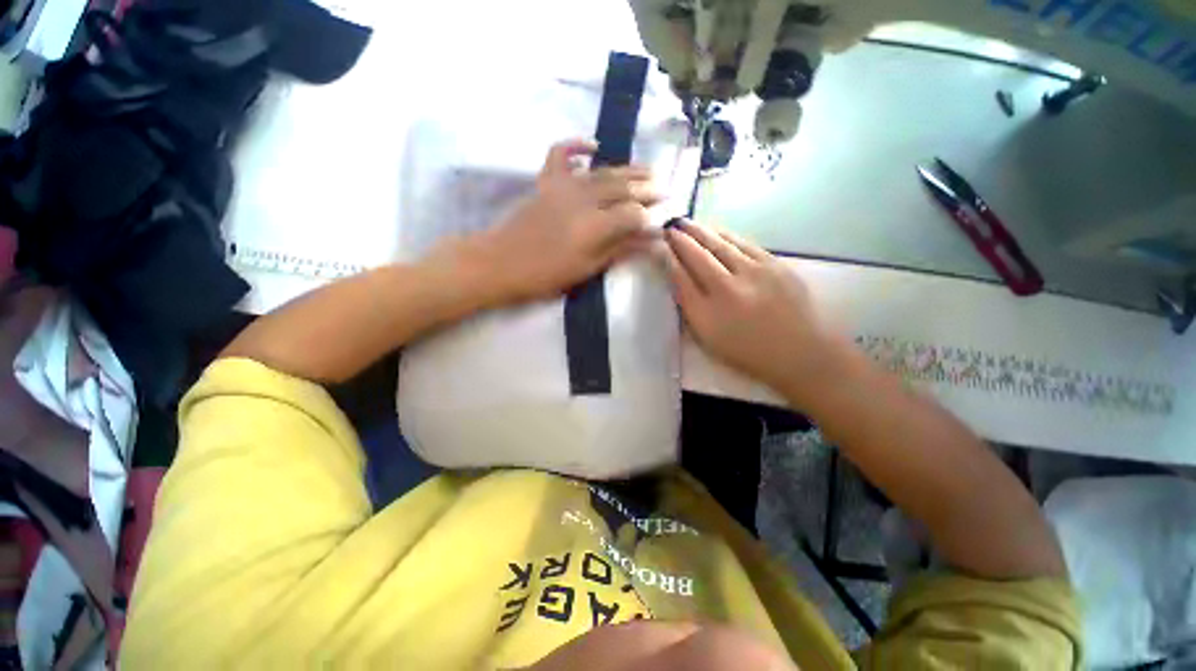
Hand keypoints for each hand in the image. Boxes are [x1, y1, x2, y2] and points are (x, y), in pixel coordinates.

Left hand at [441, 139, 660, 307]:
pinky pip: (561, 154)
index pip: (633, 214)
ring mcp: (563, 185)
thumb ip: (620, 250)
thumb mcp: (587, 269)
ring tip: (648, 170)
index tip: (664, 220)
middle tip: (665, 190)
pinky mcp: (546, 181)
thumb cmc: (546, 274)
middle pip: (623, 188)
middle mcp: (583, 199)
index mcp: (595, 226)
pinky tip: (593, 146)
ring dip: (628, 169)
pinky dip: (577, 146)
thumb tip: (652, 240)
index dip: (651, 217)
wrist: (501, 262)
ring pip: (602, 171)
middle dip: (647, 189)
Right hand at [662, 221, 851, 399]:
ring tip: (687, 222)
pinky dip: (726, 234)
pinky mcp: (775, 265)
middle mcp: (727, 289)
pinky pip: (744, 243)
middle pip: (698, 256)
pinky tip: (716, 229)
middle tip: (670, 225)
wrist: (799, 352)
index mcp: (707, 313)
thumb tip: (677, 278)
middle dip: (681, 238)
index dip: (668, 258)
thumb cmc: (747, 351)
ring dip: (701, 230)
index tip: (659, 245)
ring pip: (720, 244)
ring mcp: (754, 274)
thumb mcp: (708, 340)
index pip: (680, 277)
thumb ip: (690, 308)